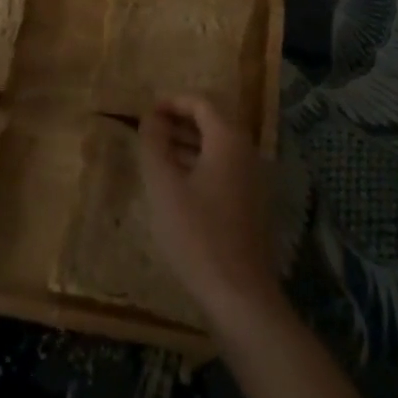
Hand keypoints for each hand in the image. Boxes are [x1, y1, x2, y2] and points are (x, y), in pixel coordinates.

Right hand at [140, 95, 285, 326]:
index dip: (171, 102)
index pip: (201, 103)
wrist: (239, 294)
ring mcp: (252, 180)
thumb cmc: (197, 234)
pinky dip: (198, 167)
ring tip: (155, 156)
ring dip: (186, 146)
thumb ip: (154, 144)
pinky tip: (175, 186)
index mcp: (228, 141)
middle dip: (178, 123)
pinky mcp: (250, 205)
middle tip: (147, 132)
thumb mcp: (164, 185)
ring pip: (216, 149)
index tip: (145, 111)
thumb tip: (150, 117)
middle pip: (211, 124)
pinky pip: (222, 171)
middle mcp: (246, 153)